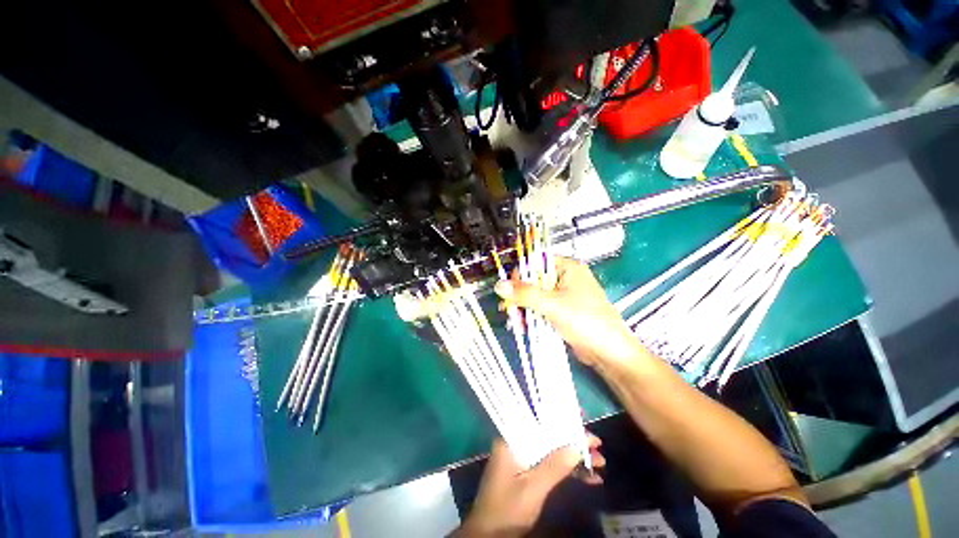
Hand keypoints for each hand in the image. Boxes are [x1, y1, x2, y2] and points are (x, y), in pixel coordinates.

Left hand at [455, 435, 604, 537]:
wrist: (489, 536)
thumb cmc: (506, 510)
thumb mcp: (532, 489)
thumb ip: (554, 466)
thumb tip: (577, 445)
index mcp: (512, 439)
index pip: (540, 422)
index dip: (564, 423)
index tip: (585, 427)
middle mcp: (517, 443)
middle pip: (549, 436)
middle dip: (574, 442)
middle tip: (599, 448)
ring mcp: (523, 458)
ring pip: (552, 451)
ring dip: (574, 458)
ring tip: (600, 463)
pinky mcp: (528, 472)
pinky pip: (550, 465)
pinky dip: (567, 471)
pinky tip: (589, 478)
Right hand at [495, 257, 650, 369]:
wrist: (609, 353)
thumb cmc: (586, 322)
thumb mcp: (553, 305)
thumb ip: (525, 294)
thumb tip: (500, 285)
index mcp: (568, 268)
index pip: (537, 262)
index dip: (521, 273)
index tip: (509, 289)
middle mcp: (564, 279)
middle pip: (533, 281)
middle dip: (519, 296)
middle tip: (509, 309)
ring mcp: (562, 296)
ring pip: (534, 297)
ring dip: (523, 309)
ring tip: (516, 323)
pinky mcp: (560, 312)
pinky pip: (540, 309)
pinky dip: (530, 316)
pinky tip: (523, 326)